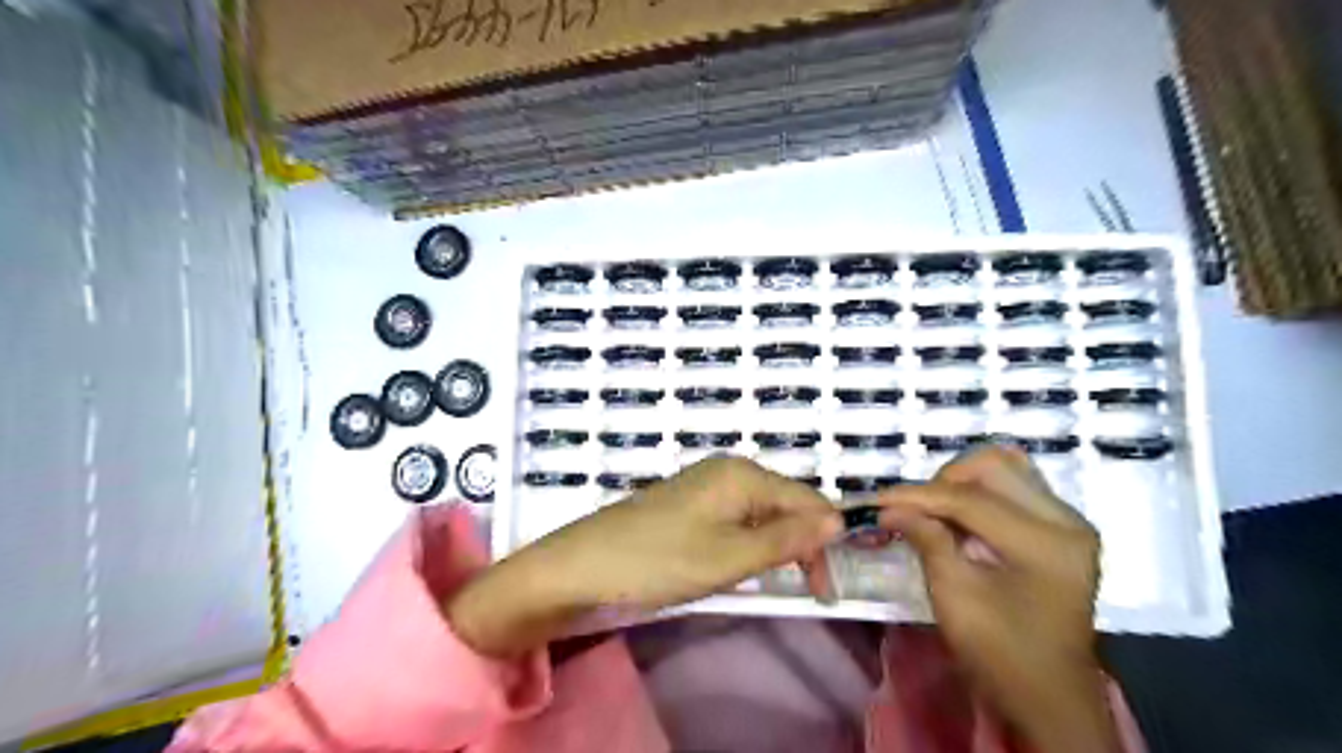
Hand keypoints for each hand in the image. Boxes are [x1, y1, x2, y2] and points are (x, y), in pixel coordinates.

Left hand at [455, 457, 842, 656]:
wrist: (580, 566)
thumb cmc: (658, 561)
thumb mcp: (730, 558)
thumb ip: (786, 539)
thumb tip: (840, 520)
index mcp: (743, 474)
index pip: (807, 501)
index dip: (824, 542)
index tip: (825, 590)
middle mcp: (728, 470)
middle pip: (785, 503)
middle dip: (802, 543)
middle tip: (806, 591)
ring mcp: (705, 485)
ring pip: (761, 513)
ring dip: (776, 545)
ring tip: (775, 581)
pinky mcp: (689, 504)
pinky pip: (736, 518)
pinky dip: (748, 543)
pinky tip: (741, 565)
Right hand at [882, 448, 1124, 752]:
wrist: (1048, 695)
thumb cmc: (1000, 653)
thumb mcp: (954, 596)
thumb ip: (926, 539)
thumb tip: (889, 508)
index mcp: (1046, 543)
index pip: (970, 500)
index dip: (917, 497)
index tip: (876, 500)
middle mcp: (1067, 520)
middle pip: (994, 466)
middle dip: (943, 482)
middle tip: (914, 509)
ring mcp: (1069, 521)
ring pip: (1006, 468)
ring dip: (962, 482)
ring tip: (935, 510)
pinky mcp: (1061, 527)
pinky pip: (1015, 486)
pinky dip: (979, 492)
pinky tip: (960, 516)